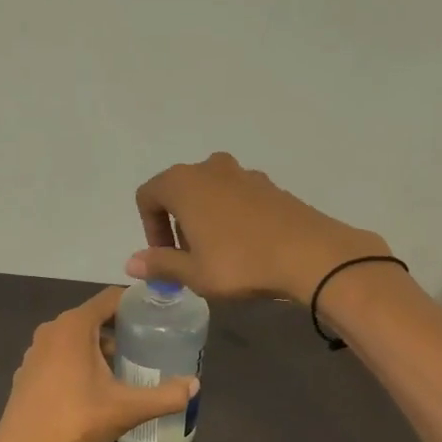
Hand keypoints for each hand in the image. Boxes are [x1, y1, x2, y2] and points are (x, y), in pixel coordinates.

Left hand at [0, 288, 198, 441]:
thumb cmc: (75, 419)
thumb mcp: (127, 408)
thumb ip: (164, 396)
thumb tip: (194, 385)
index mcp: (75, 325)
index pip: (111, 298)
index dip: (137, 302)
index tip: (160, 314)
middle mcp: (52, 329)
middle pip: (94, 317)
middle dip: (121, 328)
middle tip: (149, 344)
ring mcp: (36, 351)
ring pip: (76, 338)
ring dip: (100, 347)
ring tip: (125, 367)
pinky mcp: (27, 372)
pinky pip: (60, 355)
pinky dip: (79, 361)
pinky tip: (93, 387)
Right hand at [128, 152, 390, 303]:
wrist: (309, 254)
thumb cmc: (240, 263)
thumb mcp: (193, 273)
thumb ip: (160, 264)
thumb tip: (132, 262)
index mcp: (183, 184)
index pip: (148, 196)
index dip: (149, 228)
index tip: (164, 256)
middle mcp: (210, 168)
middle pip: (179, 190)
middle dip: (177, 223)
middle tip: (189, 257)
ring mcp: (243, 174)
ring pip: (210, 192)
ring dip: (204, 218)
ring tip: (217, 253)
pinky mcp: (270, 185)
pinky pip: (237, 197)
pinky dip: (231, 216)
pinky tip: (246, 246)